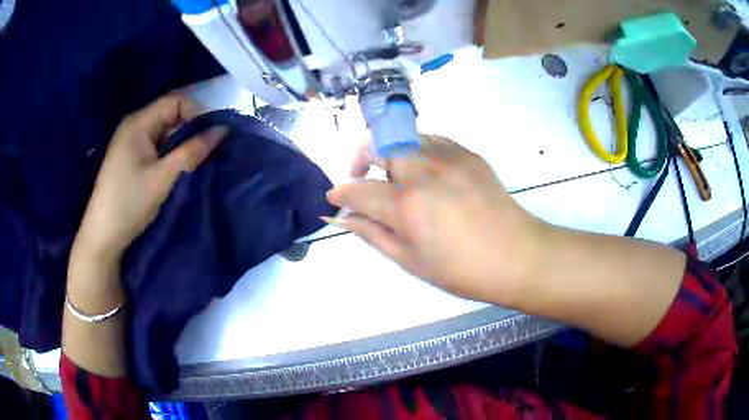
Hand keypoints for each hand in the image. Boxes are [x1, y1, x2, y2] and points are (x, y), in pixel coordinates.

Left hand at [73, 93, 225, 262]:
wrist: (103, 235)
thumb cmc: (130, 203)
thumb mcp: (163, 177)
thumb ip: (192, 151)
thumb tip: (221, 130)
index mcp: (139, 122)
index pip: (175, 100)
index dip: (197, 111)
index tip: (211, 134)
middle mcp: (133, 124)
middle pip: (169, 112)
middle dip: (190, 126)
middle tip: (205, 149)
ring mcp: (129, 140)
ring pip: (163, 129)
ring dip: (180, 140)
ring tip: (193, 159)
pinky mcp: (129, 155)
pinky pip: (155, 142)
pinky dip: (169, 149)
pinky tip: (175, 165)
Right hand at [326, 135, 545, 305]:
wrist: (516, 255)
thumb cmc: (461, 269)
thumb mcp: (410, 260)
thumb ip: (372, 233)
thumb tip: (343, 217)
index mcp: (407, 205)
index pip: (358, 189)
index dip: (340, 193)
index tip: (335, 198)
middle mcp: (423, 170)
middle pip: (377, 144)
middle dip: (360, 159)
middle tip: (363, 180)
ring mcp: (449, 156)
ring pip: (404, 135)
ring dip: (389, 152)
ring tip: (396, 177)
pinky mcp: (468, 153)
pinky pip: (432, 140)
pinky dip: (417, 150)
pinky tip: (426, 173)